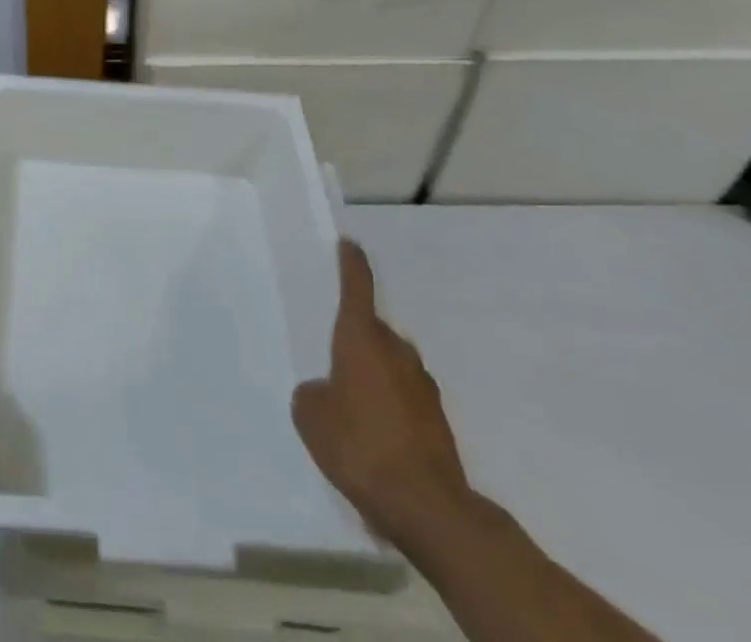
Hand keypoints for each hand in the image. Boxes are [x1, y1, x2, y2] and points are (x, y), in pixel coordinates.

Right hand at [292, 240, 472, 546]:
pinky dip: (391, 407)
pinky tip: (375, 438)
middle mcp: (396, 350)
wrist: (428, 507)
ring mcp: (422, 385)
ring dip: (374, 375)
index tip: (349, 244)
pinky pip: (405, 398)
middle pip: (373, 330)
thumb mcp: (311, 416)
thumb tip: (326, 392)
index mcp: (362, 337)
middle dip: (356, 339)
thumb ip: (313, 393)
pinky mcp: (438, 420)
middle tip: (333, 359)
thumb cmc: (360, 445)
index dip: (351, 263)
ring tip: (352, 407)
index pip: (357, 286)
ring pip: (391, 365)